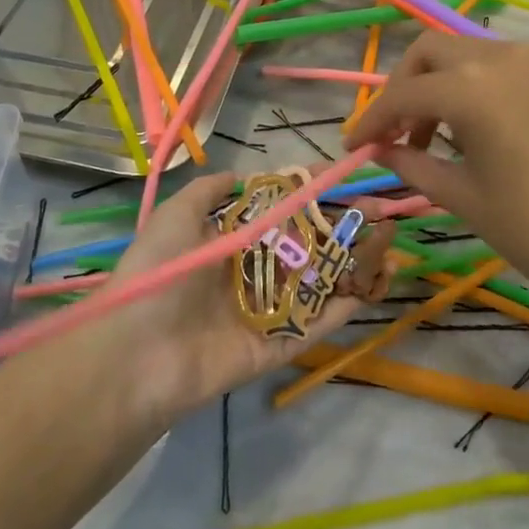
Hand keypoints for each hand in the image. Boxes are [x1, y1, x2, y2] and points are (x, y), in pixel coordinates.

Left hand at [92, 172, 395, 426]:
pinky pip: (316, 324)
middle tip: (385, 211)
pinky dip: (346, 307)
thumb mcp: (176, 216)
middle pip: (309, 244)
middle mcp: (253, 271)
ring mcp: (267, 310)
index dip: (314, 193)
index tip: (346, 176)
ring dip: (356, 262)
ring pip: (320, 281)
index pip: (282, 209)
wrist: (136, 355)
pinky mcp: (276, 347)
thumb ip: (209, 191)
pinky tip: (377, 284)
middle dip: (345, 225)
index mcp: (231, 240)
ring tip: (393, 243)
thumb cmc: (159, 274)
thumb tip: (241, 173)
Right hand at [346, 32, 528, 339]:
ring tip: (432, 137)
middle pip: (431, 52)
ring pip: (467, 53)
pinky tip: (476, 130)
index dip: (372, 120)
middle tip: (394, 133)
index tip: (354, 147)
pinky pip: (501, 67)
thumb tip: (383, 151)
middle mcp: (503, 59)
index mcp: (474, 88)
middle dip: (402, 87)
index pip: (404, 94)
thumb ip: (416, 165)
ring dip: (439, 84)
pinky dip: (474, 86)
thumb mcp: (468, 200)